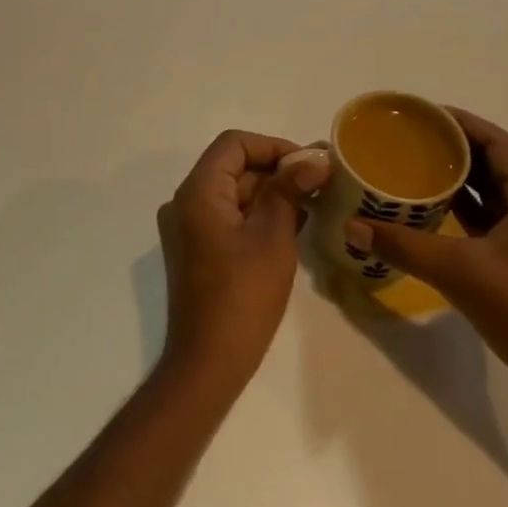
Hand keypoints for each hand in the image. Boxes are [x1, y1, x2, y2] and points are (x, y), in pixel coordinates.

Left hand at [156, 131, 331, 396]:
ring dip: (272, 193)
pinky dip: (259, 215)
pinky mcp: (197, 250)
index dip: (274, 146)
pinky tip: (294, 225)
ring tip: (315, 204)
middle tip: (322, 184)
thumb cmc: (242, 296)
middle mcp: (185, 202)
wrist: (208, 362)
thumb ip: (290, 190)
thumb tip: (314, 158)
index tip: (310, 164)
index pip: (234, 144)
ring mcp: (188, 228)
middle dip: (277, 170)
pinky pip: (229, 217)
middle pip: (233, 167)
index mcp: (198, 192)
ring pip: (233, 192)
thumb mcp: (273, 237)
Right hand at [349, 108, 507, 417]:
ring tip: (412, 168)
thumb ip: (404, 246)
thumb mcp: (462, 274)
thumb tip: (351, 227)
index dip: (459, 123)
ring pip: (494, 193)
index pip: (497, 141)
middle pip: (495, 163)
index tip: (418, 114)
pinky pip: (494, 220)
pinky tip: (431, 211)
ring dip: (458, 180)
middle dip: (453, 149)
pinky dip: (465, 211)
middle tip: (406, 141)